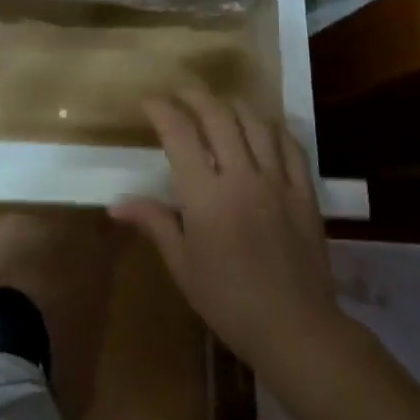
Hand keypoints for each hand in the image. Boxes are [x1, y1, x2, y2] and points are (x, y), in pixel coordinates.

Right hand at [111, 89, 346, 383]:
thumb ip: (153, 223)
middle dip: (195, 95)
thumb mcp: (182, 266)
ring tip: (218, 102)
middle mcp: (241, 176)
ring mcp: (277, 181)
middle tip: (180, 91)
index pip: (179, 133)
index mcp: (205, 195)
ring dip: (233, 104)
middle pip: (218, 116)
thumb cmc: (228, 300)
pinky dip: (272, 128)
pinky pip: (290, 146)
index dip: (161, 109)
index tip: (149, 101)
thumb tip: (115, 204)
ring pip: (256, 123)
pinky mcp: (304, 193)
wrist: (295, 329)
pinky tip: (263, 126)